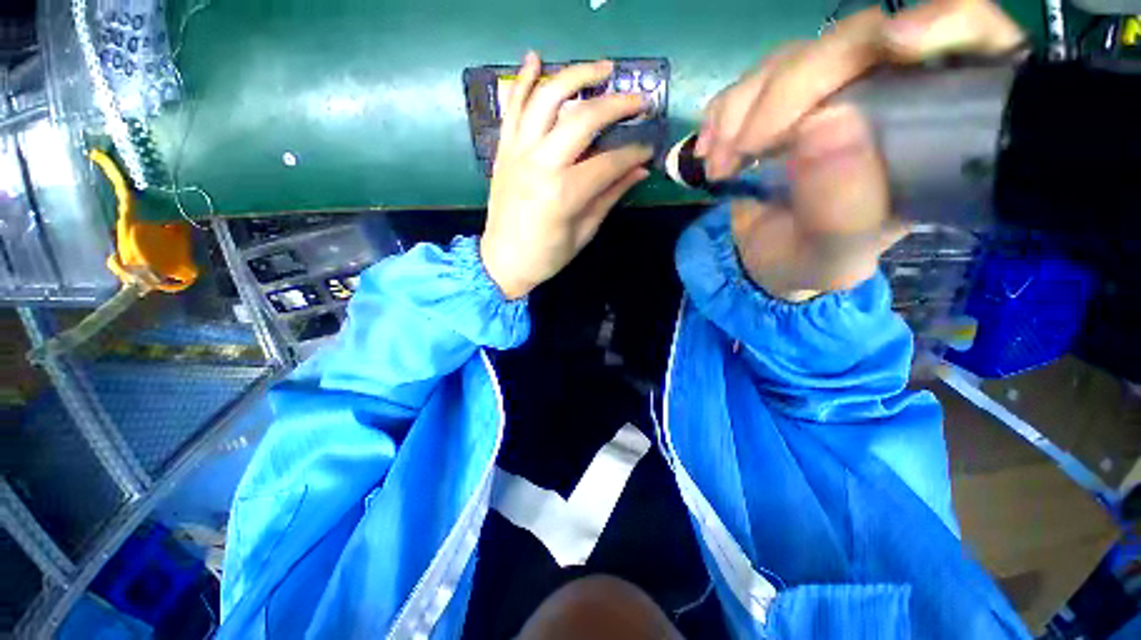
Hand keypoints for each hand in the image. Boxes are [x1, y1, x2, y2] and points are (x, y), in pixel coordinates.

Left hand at [481, 53, 652, 299]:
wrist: (502, 261)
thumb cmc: (546, 256)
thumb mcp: (584, 232)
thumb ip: (610, 196)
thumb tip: (639, 171)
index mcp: (564, 194)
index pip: (609, 162)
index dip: (634, 153)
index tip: (648, 149)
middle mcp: (541, 165)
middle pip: (583, 119)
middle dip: (617, 105)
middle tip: (639, 100)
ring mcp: (519, 153)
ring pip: (547, 98)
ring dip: (576, 75)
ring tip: (602, 68)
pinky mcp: (504, 150)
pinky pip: (513, 108)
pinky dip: (523, 80)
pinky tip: (535, 58)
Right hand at [697, 0, 1023, 299]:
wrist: (765, 261)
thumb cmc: (812, 262)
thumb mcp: (834, 257)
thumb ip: (843, 211)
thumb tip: (824, 125)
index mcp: (933, 132)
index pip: (970, 43)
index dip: (945, 22)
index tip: (898, 44)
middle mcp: (883, 96)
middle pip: (858, 40)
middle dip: (794, 87)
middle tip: (747, 148)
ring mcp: (826, 91)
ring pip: (793, 57)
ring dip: (744, 108)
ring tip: (721, 166)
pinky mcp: (778, 99)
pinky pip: (749, 81)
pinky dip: (722, 114)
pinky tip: (710, 152)